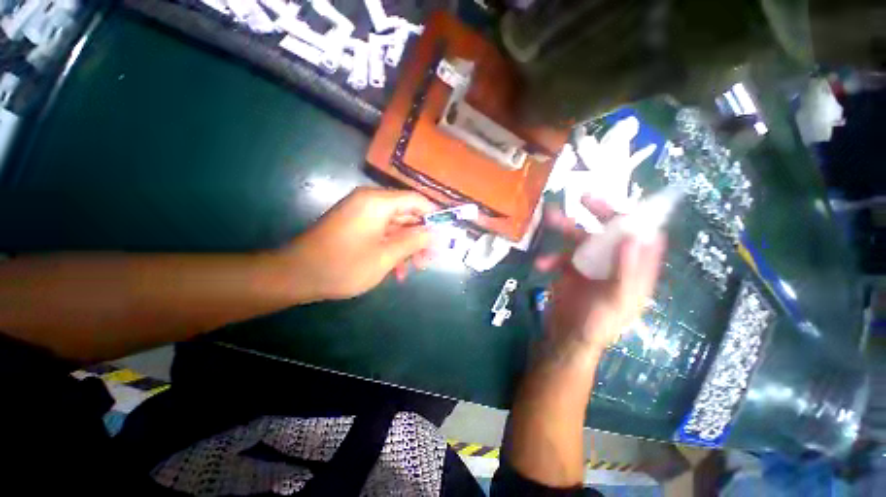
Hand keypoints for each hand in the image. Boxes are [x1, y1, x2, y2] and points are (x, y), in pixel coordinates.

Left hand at [279, 187, 435, 300]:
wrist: (296, 276)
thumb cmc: (343, 265)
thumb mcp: (385, 256)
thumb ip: (414, 241)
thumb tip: (436, 233)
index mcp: (378, 202)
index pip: (417, 200)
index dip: (434, 216)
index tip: (445, 235)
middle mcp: (371, 202)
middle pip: (407, 214)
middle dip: (421, 237)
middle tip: (431, 259)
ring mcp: (362, 214)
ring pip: (396, 226)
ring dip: (408, 246)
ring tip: (416, 268)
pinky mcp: (357, 226)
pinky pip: (383, 233)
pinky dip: (392, 249)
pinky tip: (397, 270)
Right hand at [535, 197, 665, 363]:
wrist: (566, 340)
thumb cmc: (597, 326)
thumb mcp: (615, 301)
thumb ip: (626, 272)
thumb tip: (634, 237)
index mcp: (634, 272)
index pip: (643, 239)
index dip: (637, 220)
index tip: (623, 204)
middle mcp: (613, 265)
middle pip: (610, 233)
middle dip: (599, 214)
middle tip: (584, 198)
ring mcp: (589, 267)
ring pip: (581, 240)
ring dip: (565, 228)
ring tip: (549, 216)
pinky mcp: (569, 271)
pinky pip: (560, 256)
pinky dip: (549, 258)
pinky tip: (541, 265)